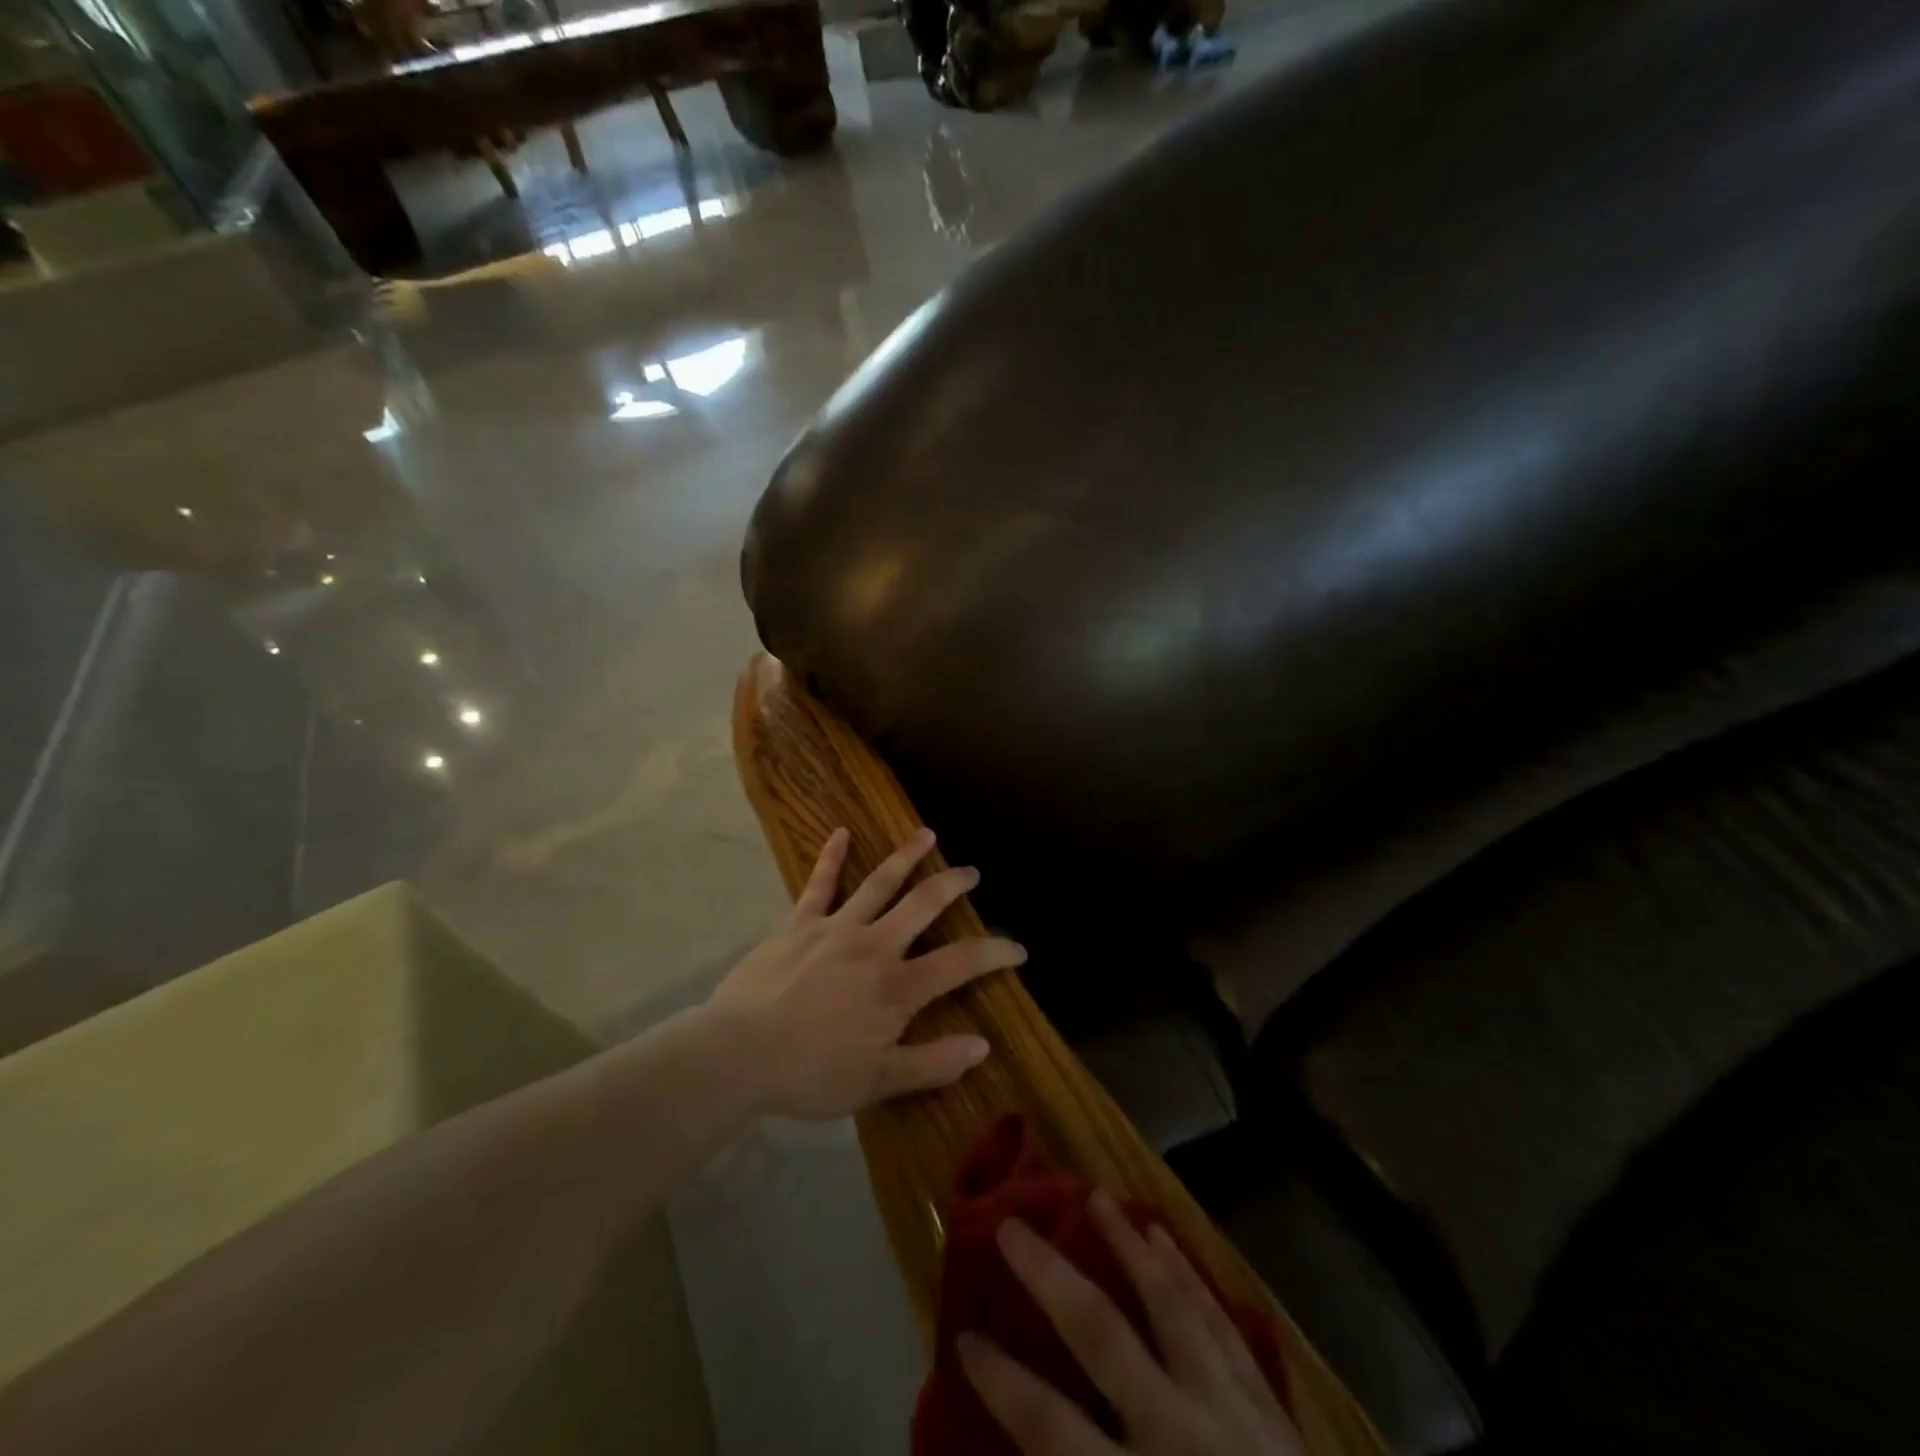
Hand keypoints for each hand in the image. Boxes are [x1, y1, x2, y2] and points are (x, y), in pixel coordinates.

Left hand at [707, 827, 1025, 1120]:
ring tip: (927, 835)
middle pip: (923, 905)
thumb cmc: (811, 1073)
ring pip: (880, 883)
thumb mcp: (878, 1082)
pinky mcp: (799, 923)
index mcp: (897, 987)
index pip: (960, 963)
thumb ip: (933, 1063)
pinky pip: (819, 884)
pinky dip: (831, 857)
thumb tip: (983, 1046)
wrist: (738, 1055)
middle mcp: (874, 946)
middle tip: (972, 872)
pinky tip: (840, 833)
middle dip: (952, 886)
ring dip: (906, 857)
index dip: (994, 952)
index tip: (1018, 948)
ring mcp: (835, 928)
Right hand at [958, 1192, 1304, 1455]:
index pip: (1050, 1426)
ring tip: (1097, 1198)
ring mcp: (1230, 1412)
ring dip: (1128, 1246)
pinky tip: (1166, 1238)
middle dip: (1050, 1276)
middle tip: (1013, 1225)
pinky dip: (1188, 1274)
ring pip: (1168, 1304)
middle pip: (1101, 1334)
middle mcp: (1179, 1436)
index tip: (965, 1336)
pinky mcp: (1269, 1407)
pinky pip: (1219, 1322)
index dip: (1001, 1380)